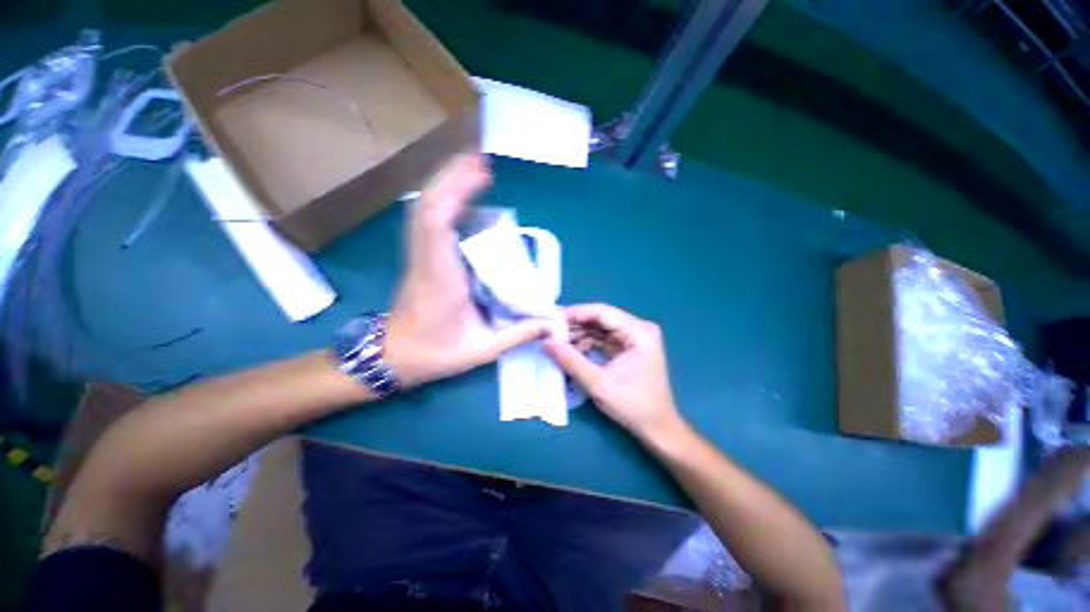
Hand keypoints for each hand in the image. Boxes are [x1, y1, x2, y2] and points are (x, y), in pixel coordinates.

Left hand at [383, 154, 548, 387]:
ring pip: (424, 208)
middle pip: (428, 205)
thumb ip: (520, 334)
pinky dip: (443, 199)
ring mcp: (419, 255)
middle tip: (482, 160)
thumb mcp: (483, 349)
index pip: (437, 225)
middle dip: (452, 176)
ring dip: (446, 183)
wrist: (394, 356)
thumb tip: (554, 323)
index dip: (456, 192)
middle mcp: (426, 259)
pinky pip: (427, 218)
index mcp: (440, 278)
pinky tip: (461, 194)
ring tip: (474, 168)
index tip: (481, 173)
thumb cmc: (435, 354)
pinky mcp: (421, 256)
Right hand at [543, 303, 684, 440]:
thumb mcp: (598, 383)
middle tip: (551, 331)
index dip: (576, 313)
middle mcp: (639, 329)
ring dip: (580, 335)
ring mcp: (635, 338)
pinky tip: (572, 351)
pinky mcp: (629, 348)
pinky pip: (603, 339)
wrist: (657, 429)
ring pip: (600, 328)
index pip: (602, 312)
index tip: (552, 319)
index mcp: (639, 332)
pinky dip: (587, 344)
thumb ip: (571, 360)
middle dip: (575, 325)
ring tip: (558, 343)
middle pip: (601, 319)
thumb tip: (546, 341)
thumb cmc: (633, 406)